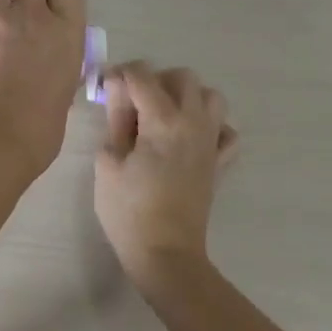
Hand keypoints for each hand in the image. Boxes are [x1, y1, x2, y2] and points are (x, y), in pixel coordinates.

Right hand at [93, 62, 238, 290]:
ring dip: (187, 97)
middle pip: (183, 77)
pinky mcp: (220, 163)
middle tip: (134, 102)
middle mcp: (193, 123)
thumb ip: (116, 119)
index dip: (119, 74)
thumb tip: (118, 92)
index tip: (104, 88)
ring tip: (164, 115)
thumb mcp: (108, 161)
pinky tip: (191, 138)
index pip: (142, 75)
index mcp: (163, 120)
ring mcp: (211, 143)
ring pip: (211, 97)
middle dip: (156, 79)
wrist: (166, 255)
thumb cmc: (129, 210)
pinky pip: (227, 131)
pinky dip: (212, 127)